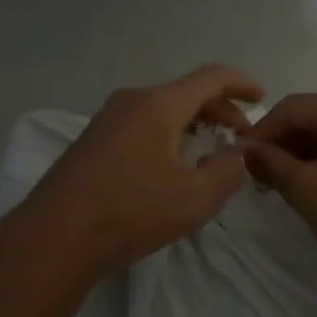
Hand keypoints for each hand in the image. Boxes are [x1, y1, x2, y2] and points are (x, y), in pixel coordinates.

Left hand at [14, 64, 262, 280]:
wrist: (53, 239)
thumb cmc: (131, 213)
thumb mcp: (195, 198)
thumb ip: (228, 171)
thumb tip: (237, 154)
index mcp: (159, 104)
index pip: (211, 77)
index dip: (241, 83)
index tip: (262, 97)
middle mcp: (131, 101)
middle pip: (186, 92)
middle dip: (219, 109)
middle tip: (241, 136)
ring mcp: (106, 120)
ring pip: (162, 109)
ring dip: (192, 124)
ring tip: (210, 151)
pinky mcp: (92, 142)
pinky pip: (141, 125)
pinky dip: (168, 134)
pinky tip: (172, 166)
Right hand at [242, 92, 316, 299]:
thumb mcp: (305, 189)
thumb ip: (270, 163)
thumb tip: (247, 150)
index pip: (291, 108)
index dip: (261, 131)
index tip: (240, 158)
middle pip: (313, 118)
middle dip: (282, 144)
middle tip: (259, 175)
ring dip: (303, 155)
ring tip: (283, 186)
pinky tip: (316, 189)